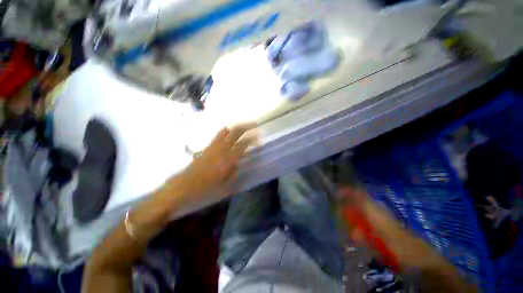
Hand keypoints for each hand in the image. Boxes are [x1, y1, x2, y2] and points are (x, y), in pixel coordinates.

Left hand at [177, 123, 257, 199]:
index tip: (259, 136)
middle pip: (236, 132)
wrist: (183, 186)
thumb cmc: (206, 188)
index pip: (244, 144)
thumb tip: (238, 162)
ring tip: (243, 125)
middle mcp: (222, 148)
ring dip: (236, 126)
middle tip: (254, 124)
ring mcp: (213, 146)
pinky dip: (225, 131)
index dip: (252, 138)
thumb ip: (233, 172)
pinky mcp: (207, 147)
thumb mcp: (225, 185)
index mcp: (228, 158)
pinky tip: (228, 131)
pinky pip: (218, 135)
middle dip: (246, 126)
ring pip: (226, 130)